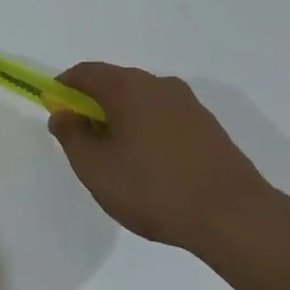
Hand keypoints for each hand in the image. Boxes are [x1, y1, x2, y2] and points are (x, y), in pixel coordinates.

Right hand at [48, 63, 273, 251]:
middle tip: (84, 142)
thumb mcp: (94, 167)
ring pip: (142, 102)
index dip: (63, 88)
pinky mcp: (208, 127)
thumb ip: (71, 135)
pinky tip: (151, 169)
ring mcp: (188, 104)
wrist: (233, 216)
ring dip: (123, 121)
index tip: (55, 112)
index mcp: (127, 87)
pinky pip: (165, 119)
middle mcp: (158, 84)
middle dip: (93, 106)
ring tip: (118, 161)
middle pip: (114, 84)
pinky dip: (148, 132)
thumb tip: (63, 114)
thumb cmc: (152, 188)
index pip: (84, 72)